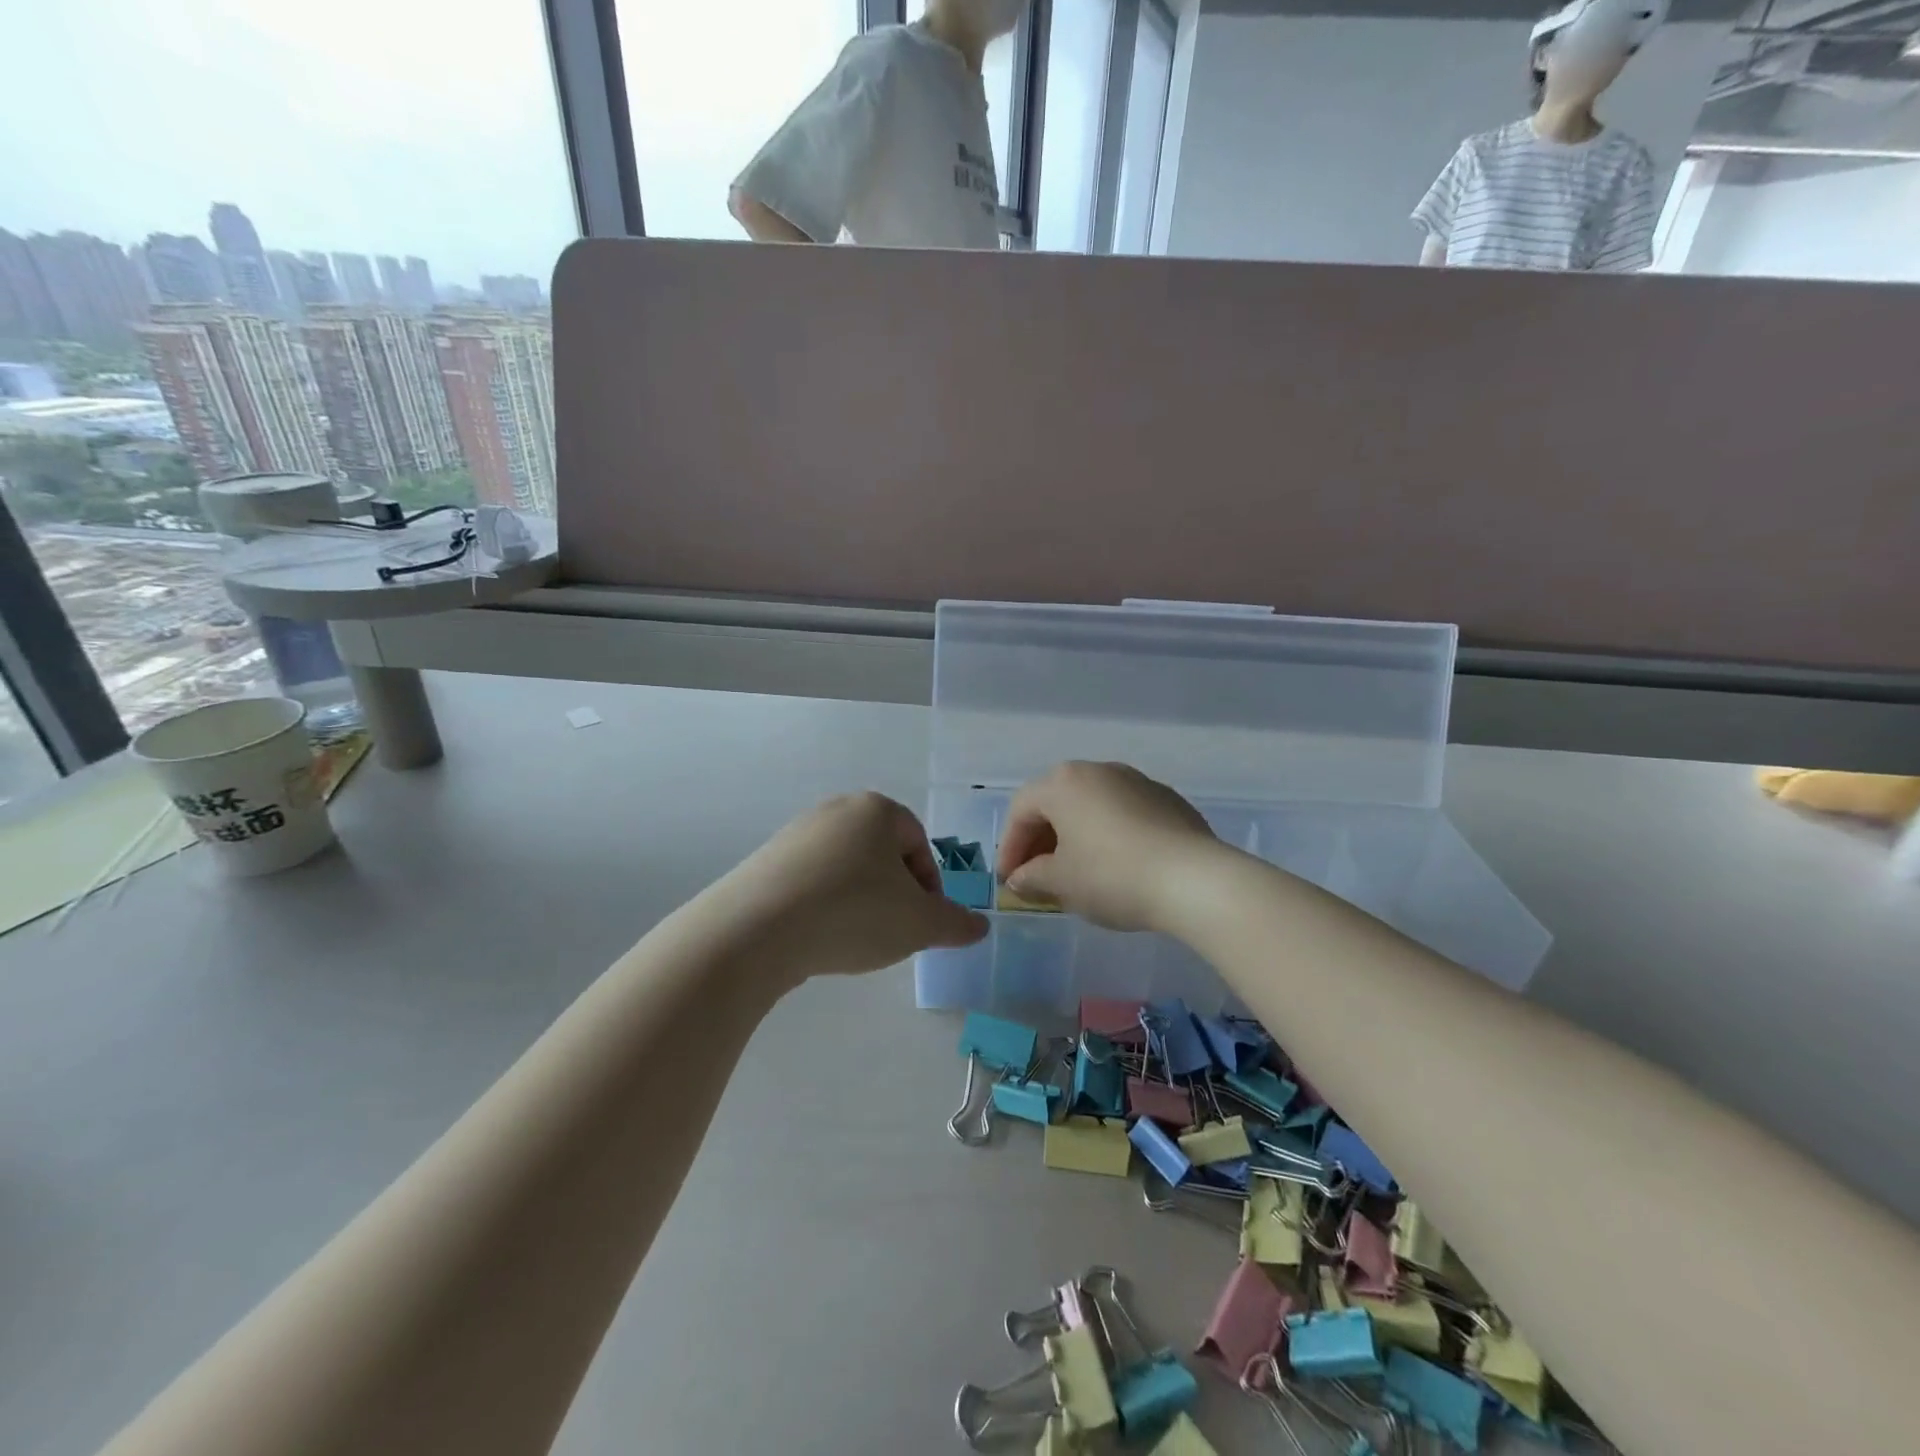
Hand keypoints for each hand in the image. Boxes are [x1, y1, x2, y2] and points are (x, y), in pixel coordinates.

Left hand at [720, 792, 989, 983]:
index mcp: (877, 810)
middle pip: (881, 854)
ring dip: (859, 901)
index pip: (918, 843)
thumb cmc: (853, 913)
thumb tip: (980, 927)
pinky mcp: (766, 862)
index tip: (923, 923)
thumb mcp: (919, 924)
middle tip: (893, 933)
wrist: (756, 930)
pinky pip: (811, 882)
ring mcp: (796, 833)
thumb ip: (956, 924)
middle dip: (894, 894)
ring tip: (853, 940)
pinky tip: (818, 937)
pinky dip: (823, 906)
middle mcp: (836, 810)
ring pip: (846, 869)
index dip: (929, 886)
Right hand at [996, 762, 1219, 931]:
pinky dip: (1107, 835)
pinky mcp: (1167, 800)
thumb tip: (1020, 878)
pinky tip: (1115, 866)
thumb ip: (1032, 877)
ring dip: (1074, 836)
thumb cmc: (1112, 876)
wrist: (1194, 880)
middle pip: (1056, 802)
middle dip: (1040, 840)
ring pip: (1091, 806)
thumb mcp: (1062, 883)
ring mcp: (1136, 781)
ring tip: (1074, 872)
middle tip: (1036, 876)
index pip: (1021, 811)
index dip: (1009, 847)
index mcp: (1064, 783)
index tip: (1008, 881)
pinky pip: (1123, 814)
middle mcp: (1098, 770)